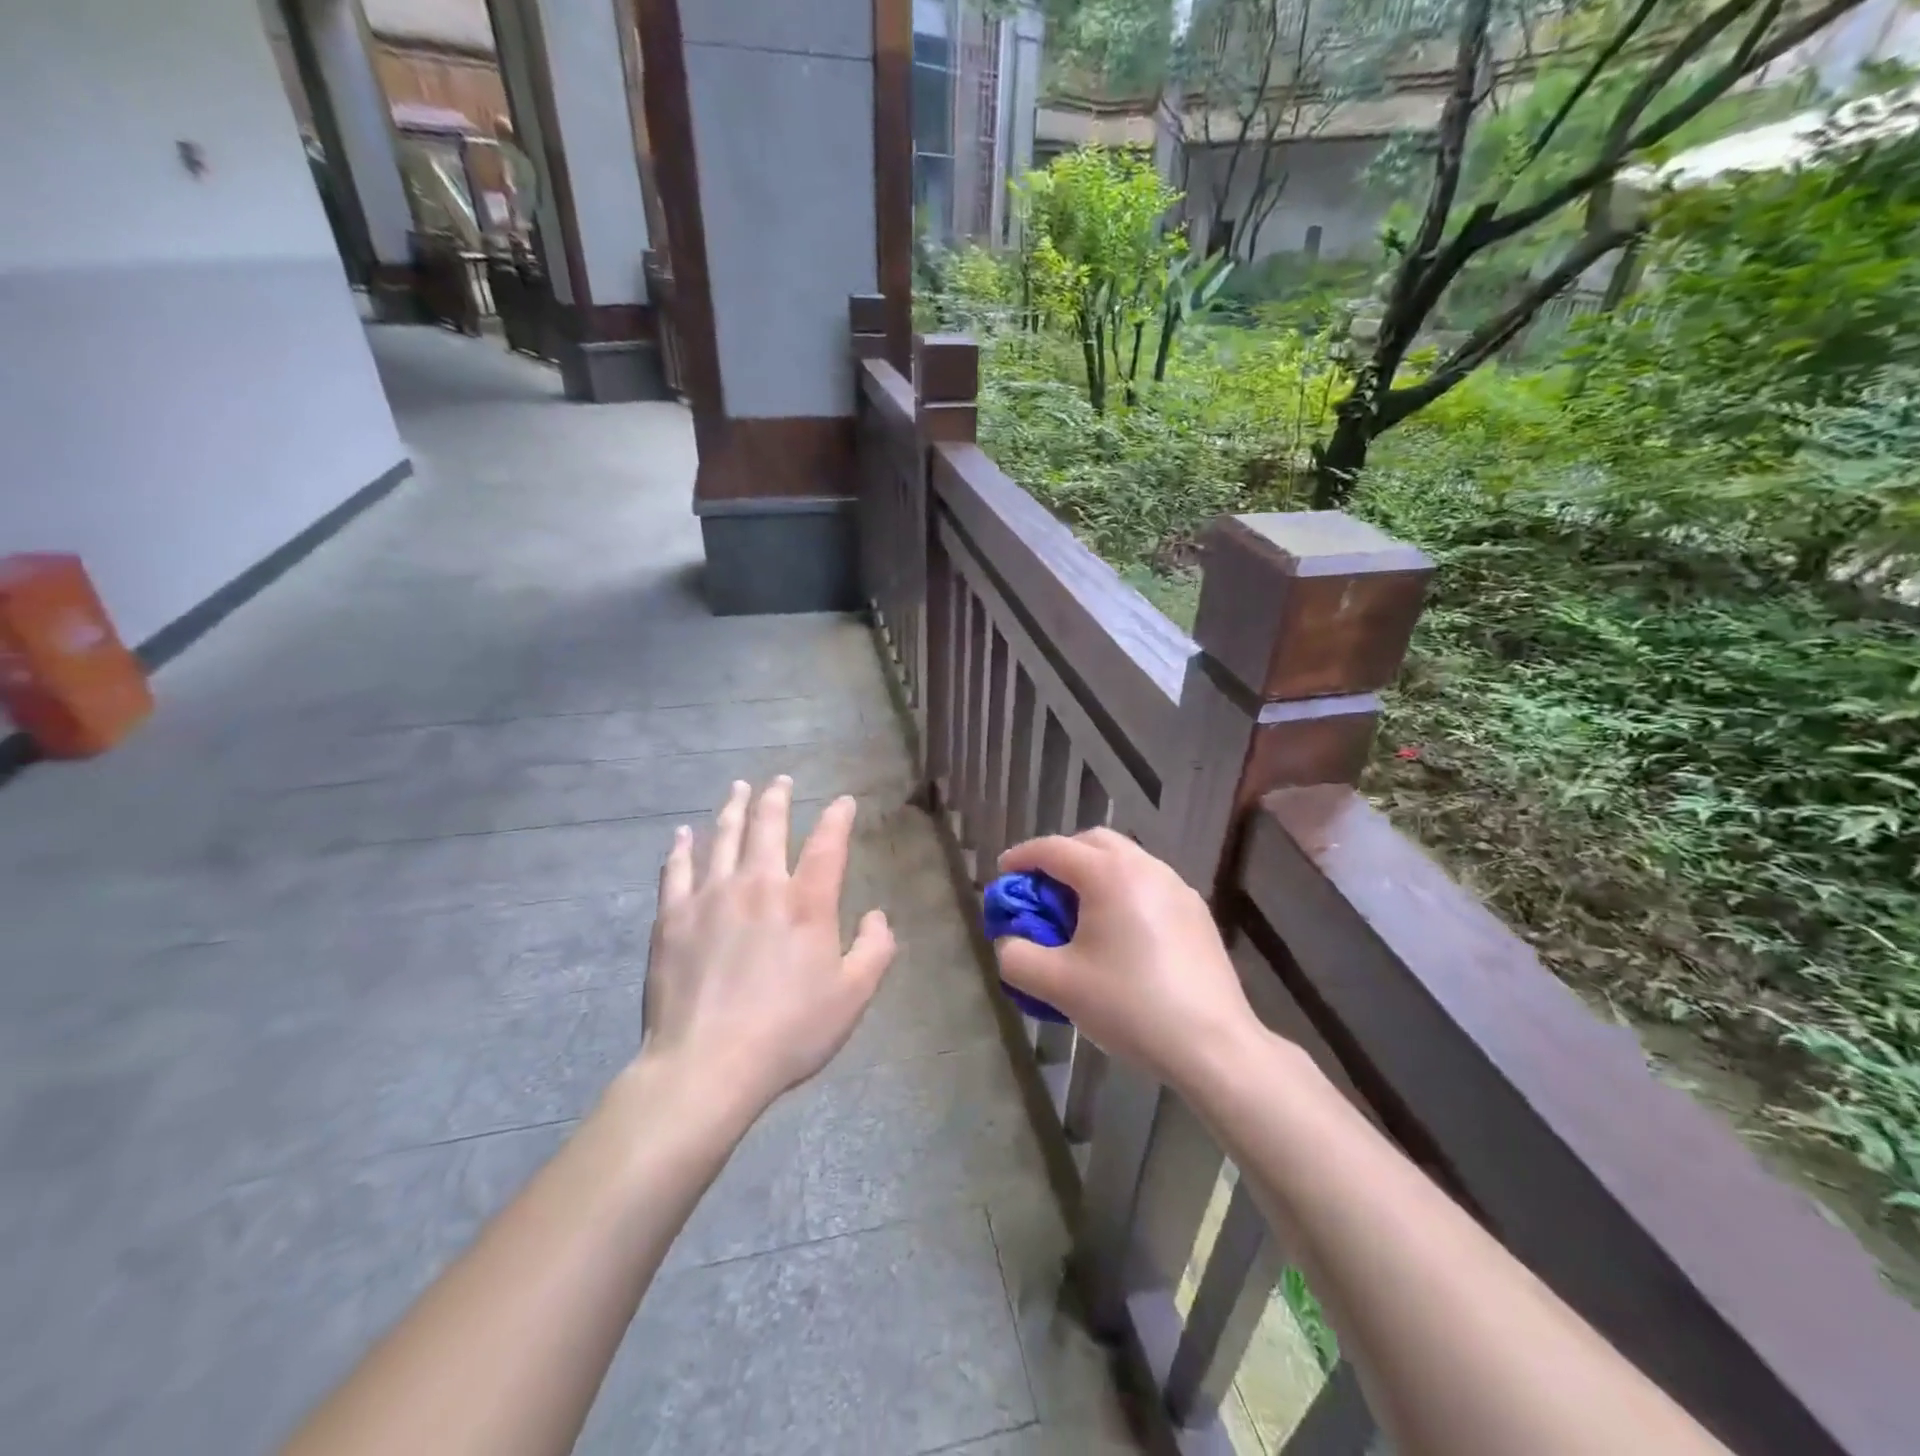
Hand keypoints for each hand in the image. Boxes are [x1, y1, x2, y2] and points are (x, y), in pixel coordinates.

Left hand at [638, 777, 894, 1118]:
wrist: (707, 1064)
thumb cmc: (789, 1032)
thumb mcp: (852, 997)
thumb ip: (875, 950)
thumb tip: (878, 915)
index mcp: (806, 903)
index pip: (828, 844)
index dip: (837, 817)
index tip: (843, 801)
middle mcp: (759, 885)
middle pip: (768, 827)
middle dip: (777, 798)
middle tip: (780, 780)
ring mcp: (711, 897)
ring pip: (723, 838)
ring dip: (733, 809)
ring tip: (738, 788)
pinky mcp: (673, 917)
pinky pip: (677, 870)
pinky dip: (682, 848)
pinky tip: (683, 834)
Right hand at [994, 829, 1258, 1090]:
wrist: (1212, 1045)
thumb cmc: (1129, 1006)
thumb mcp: (1057, 985)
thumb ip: (1016, 956)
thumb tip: (1009, 941)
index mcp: (1108, 874)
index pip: (1053, 849)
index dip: (1021, 857)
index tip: (1003, 873)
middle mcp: (1145, 867)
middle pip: (1093, 842)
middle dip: (1060, 857)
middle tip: (1040, 889)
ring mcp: (1178, 887)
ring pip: (1125, 861)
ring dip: (1094, 873)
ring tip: (1079, 912)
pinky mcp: (1197, 912)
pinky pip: (1149, 884)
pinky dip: (1123, 891)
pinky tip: (1120, 934)